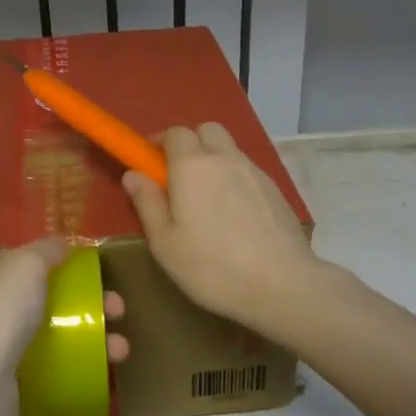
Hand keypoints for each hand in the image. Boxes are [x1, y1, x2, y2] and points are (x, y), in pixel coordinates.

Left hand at [0, 238, 127, 415]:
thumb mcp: (24, 265)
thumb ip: (45, 250)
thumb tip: (62, 243)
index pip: (8, 258)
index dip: (41, 258)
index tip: (77, 264)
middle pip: (39, 297)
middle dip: (82, 300)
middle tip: (116, 307)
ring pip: (50, 335)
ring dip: (89, 337)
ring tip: (120, 347)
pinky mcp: (9, 384)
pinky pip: (50, 369)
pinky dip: (76, 367)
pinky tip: (102, 369)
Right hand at [123, 123, 322, 334]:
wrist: (282, 285)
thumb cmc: (211, 266)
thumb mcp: (165, 243)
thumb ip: (147, 203)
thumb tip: (133, 174)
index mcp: (192, 166)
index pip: (174, 132)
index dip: (159, 142)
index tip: (148, 163)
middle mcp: (225, 158)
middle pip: (206, 130)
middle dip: (190, 143)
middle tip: (177, 176)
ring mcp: (255, 172)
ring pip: (229, 150)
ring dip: (213, 160)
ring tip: (206, 199)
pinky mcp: (276, 190)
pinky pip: (248, 171)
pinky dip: (234, 179)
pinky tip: (233, 215)